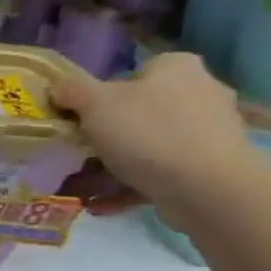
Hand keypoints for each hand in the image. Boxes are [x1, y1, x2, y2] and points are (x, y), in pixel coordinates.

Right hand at [50, 52, 267, 226]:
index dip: (100, 97)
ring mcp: (210, 129)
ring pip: (149, 143)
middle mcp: (200, 90)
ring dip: (116, 164)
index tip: (81, 122)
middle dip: (108, 135)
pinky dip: (132, 185)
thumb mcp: (95, 104)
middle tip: (80, 155)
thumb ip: (72, 91)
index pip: (132, 74)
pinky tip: (105, 203)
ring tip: (85, 188)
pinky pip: (161, 171)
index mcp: (176, 67)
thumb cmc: (146, 133)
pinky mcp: (212, 164)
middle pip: (139, 111)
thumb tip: (58, 86)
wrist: (205, 186)